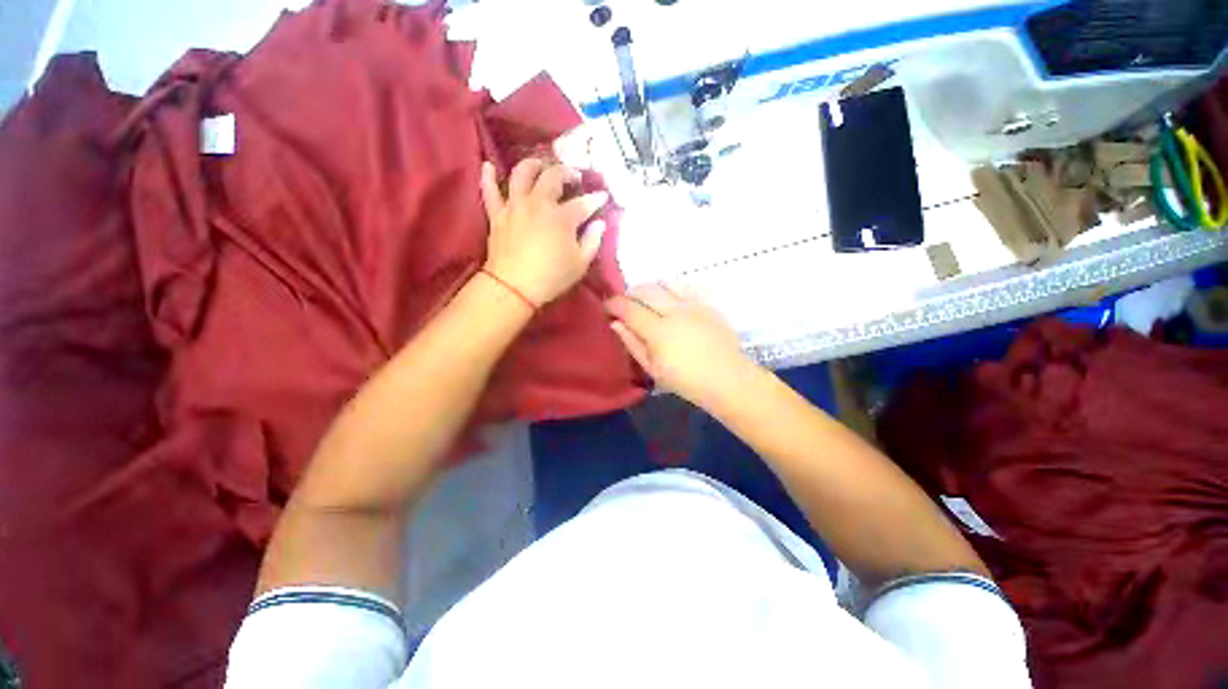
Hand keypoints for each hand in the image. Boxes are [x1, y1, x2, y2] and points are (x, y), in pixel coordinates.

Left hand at [480, 159, 608, 306]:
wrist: (514, 287)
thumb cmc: (552, 277)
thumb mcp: (580, 264)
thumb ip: (592, 241)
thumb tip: (599, 224)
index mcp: (563, 217)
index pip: (584, 203)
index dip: (596, 199)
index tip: (603, 197)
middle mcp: (539, 203)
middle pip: (553, 177)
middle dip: (567, 173)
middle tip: (574, 178)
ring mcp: (516, 206)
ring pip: (521, 174)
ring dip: (532, 165)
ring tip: (540, 165)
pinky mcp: (498, 214)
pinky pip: (489, 191)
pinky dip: (487, 177)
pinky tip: (488, 165)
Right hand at [605, 284, 751, 405]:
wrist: (727, 379)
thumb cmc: (686, 381)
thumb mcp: (653, 369)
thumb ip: (632, 343)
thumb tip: (616, 324)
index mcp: (658, 330)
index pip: (629, 308)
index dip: (614, 304)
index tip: (607, 306)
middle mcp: (674, 311)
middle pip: (645, 290)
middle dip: (630, 293)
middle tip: (625, 304)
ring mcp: (693, 305)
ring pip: (665, 283)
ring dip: (650, 289)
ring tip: (647, 301)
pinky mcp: (707, 304)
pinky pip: (684, 287)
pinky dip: (671, 289)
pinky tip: (670, 302)